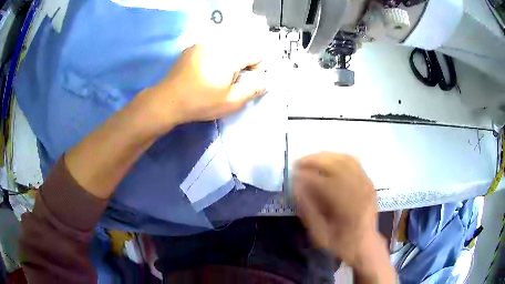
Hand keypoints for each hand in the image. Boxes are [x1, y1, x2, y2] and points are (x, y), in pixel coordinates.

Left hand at [145, 43, 265, 132]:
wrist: (168, 100)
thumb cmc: (200, 103)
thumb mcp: (231, 102)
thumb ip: (253, 89)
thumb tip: (266, 81)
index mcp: (230, 55)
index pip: (258, 53)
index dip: (257, 69)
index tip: (245, 82)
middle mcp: (218, 43)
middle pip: (243, 48)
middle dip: (243, 63)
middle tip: (231, 80)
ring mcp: (203, 43)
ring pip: (229, 46)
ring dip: (230, 59)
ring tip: (217, 76)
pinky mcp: (193, 47)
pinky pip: (213, 47)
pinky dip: (216, 56)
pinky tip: (205, 70)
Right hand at [292, 152, 378, 266]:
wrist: (365, 244)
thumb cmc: (341, 243)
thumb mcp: (320, 235)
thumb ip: (307, 210)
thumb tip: (296, 186)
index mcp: (346, 208)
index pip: (323, 183)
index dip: (306, 176)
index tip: (292, 175)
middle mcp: (358, 191)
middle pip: (335, 165)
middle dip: (313, 160)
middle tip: (298, 163)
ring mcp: (365, 184)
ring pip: (344, 159)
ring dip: (325, 156)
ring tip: (310, 160)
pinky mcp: (368, 182)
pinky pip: (353, 161)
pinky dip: (338, 157)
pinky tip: (328, 161)